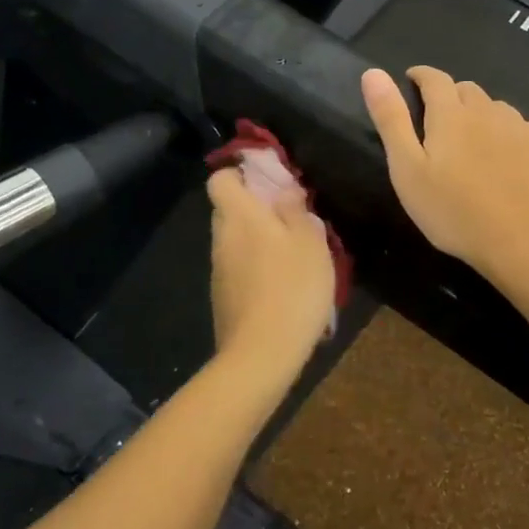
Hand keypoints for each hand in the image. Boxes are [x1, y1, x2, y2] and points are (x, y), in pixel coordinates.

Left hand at [207, 168, 335, 380]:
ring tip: (294, 256)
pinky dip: (256, 268)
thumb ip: (295, 209)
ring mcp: (219, 269)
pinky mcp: (223, 297)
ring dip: (259, 240)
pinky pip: (238, 267)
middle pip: (230, 209)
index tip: (270, 181)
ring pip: (235, 240)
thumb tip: (283, 190)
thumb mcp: (309, 241)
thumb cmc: (292, 287)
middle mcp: (221, 237)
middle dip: (256, 209)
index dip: (240, 174)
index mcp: (239, 215)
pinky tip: (283, 286)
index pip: (220, 179)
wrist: (262, 353)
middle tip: (292, 220)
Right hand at [361, 67, 528, 280]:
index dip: (420, 76)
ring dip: (480, 114)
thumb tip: (373, 73)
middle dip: (450, 96)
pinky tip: (506, 158)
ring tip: (473, 142)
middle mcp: (488, 111)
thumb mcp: (408, 169)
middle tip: (438, 121)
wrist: (524, 243)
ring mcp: (521, 128)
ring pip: (495, 108)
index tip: (411, 80)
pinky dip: (507, 133)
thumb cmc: (455, 211)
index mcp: (451, 114)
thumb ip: (391, 119)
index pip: (434, 79)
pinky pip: (522, 128)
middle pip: (466, 90)